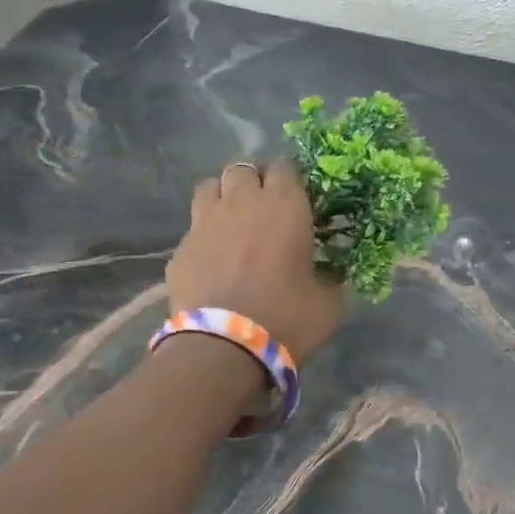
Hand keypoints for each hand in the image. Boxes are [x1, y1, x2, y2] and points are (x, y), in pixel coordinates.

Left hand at [168, 161, 345, 361]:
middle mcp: (242, 202)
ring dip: (223, 196)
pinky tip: (214, 259)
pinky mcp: (180, 248)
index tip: (300, 197)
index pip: (286, 166)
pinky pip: (193, 228)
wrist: (225, 347)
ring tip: (234, 221)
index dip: (292, 178)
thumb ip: (333, 278)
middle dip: (254, 181)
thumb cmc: (287, 318)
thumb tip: (334, 274)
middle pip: (243, 169)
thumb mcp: (330, 302)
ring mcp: (204, 222)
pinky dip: (204, 235)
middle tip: (266, 207)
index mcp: (285, 206)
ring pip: (209, 187)